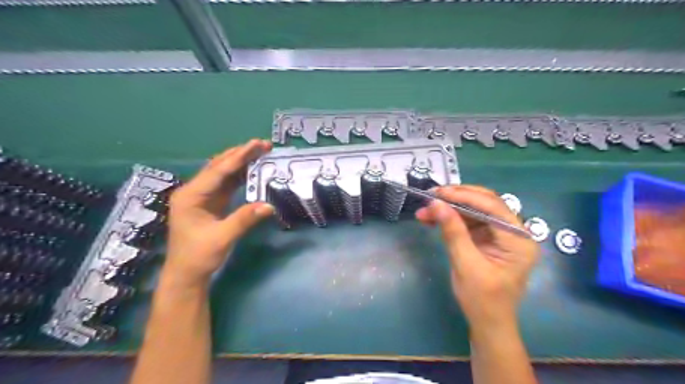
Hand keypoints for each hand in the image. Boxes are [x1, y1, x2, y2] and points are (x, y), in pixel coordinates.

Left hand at [163, 139, 275, 289]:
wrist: (187, 274)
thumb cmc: (199, 256)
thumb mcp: (222, 238)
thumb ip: (244, 219)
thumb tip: (269, 205)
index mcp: (191, 196)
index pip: (218, 171)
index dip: (239, 157)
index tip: (257, 144)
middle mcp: (194, 191)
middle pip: (220, 166)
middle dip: (241, 154)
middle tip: (263, 144)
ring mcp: (202, 197)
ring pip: (224, 173)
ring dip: (242, 162)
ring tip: (261, 152)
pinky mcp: (210, 203)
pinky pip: (227, 184)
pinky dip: (241, 176)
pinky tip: (253, 170)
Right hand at [412, 186, 539, 328]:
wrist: (487, 323)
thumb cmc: (482, 300)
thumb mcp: (466, 265)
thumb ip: (453, 232)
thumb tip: (436, 204)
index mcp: (519, 240)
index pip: (493, 207)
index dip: (464, 196)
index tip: (438, 193)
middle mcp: (514, 232)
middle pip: (485, 204)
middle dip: (456, 199)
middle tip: (431, 197)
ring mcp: (500, 234)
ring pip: (474, 210)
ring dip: (449, 209)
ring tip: (425, 211)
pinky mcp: (487, 238)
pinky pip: (468, 221)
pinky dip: (450, 219)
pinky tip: (432, 219)